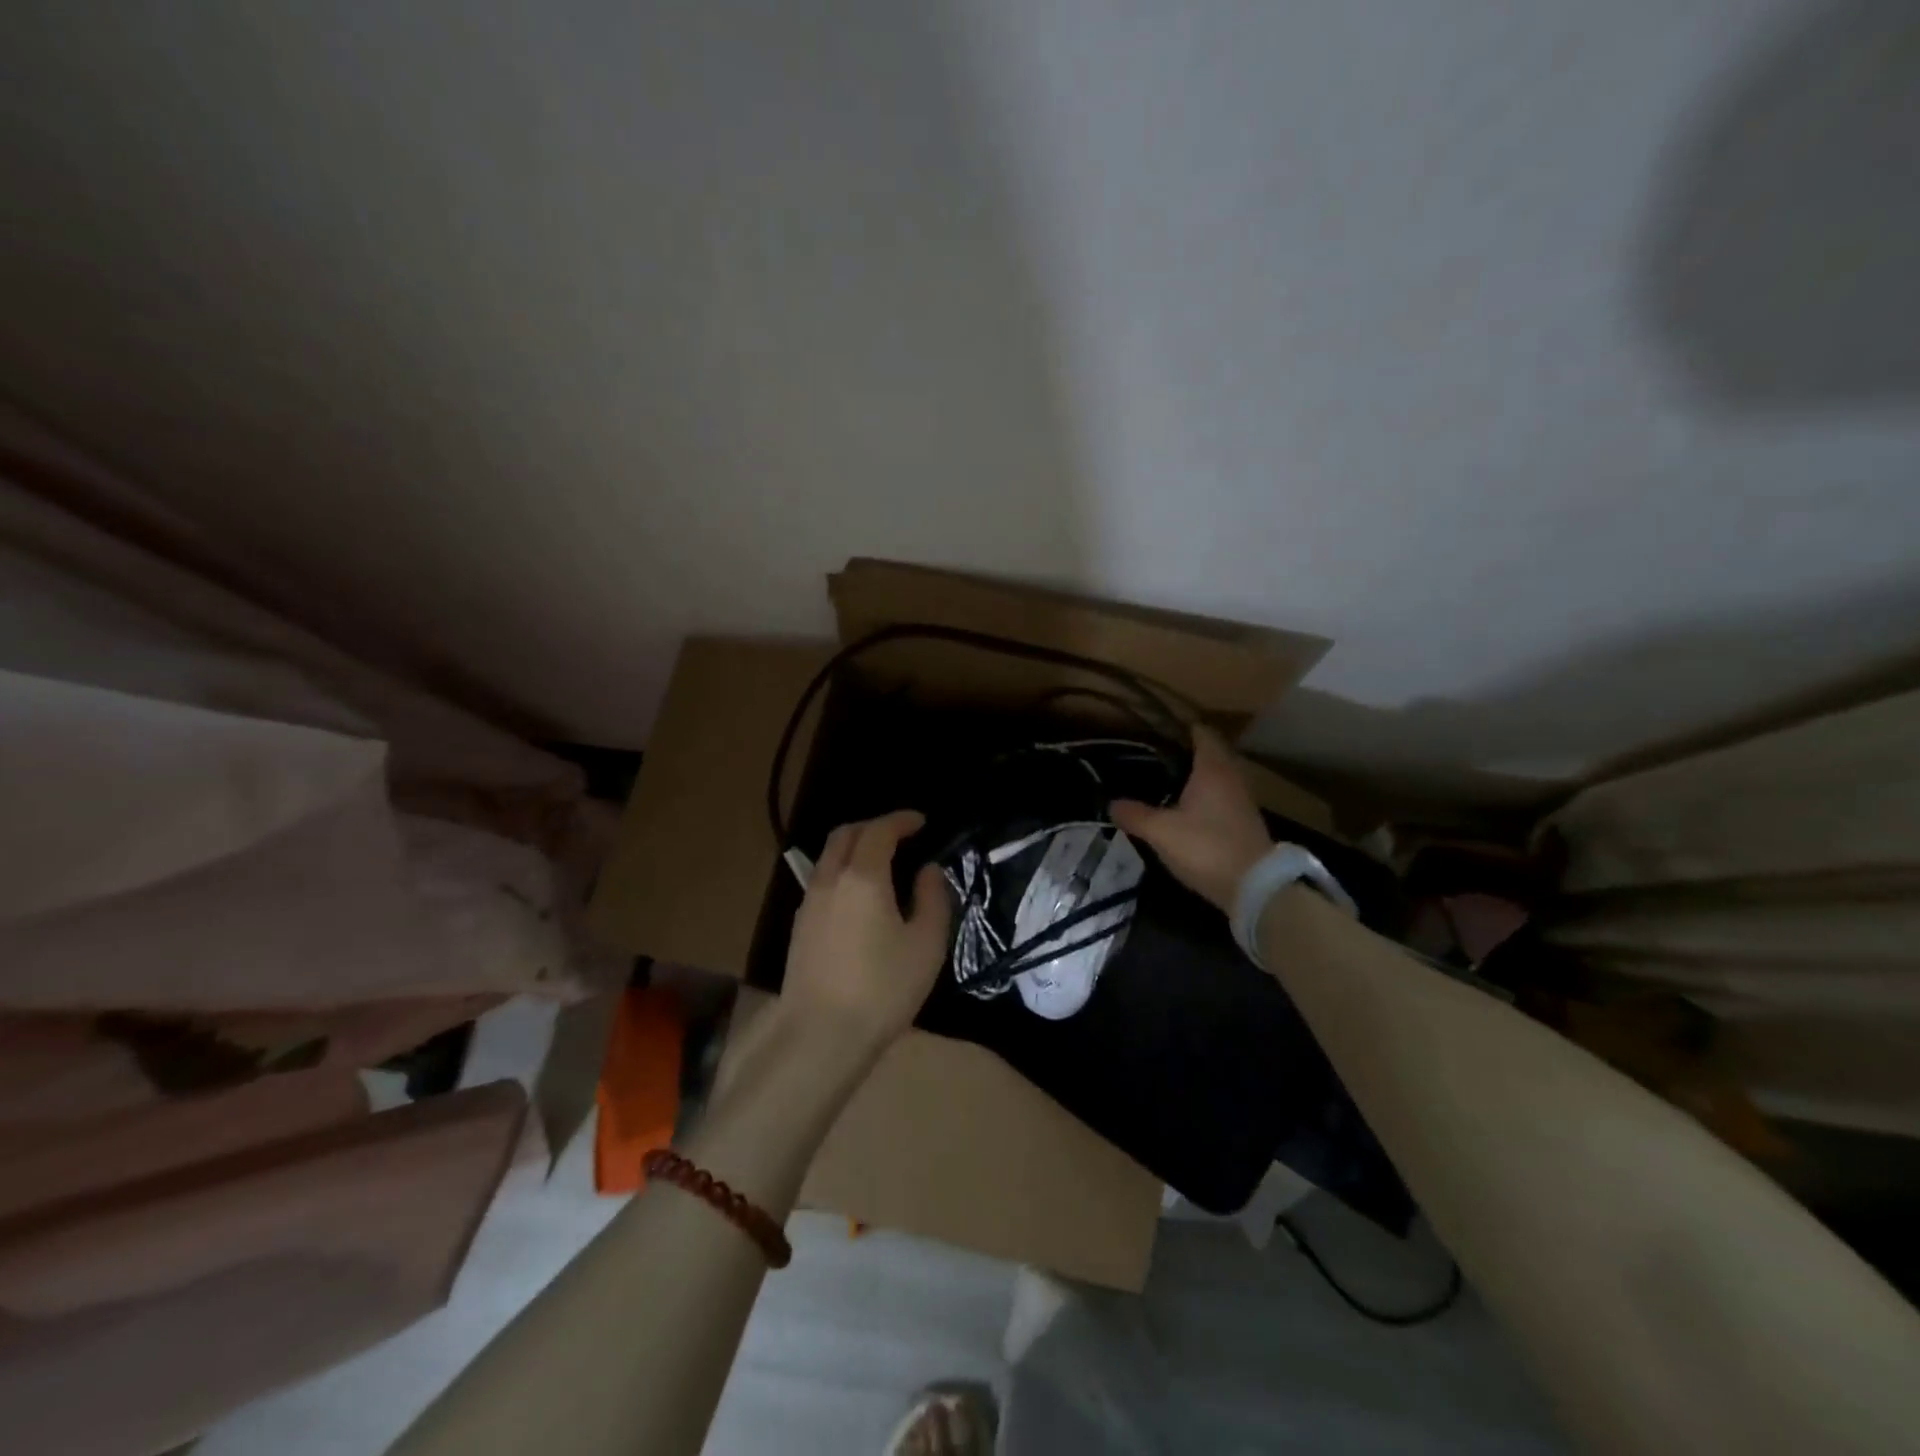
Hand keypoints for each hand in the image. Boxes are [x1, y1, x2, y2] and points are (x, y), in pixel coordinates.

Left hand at [781, 810, 951, 1057]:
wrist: (821, 1034)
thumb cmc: (883, 988)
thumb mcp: (926, 944)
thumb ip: (932, 898)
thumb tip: (928, 870)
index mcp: (862, 877)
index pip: (879, 830)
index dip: (900, 820)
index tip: (921, 822)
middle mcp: (830, 880)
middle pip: (845, 835)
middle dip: (873, 827)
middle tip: (899, 835)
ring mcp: (809, 902)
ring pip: (828, 857)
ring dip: (854, 848)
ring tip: (880, 863)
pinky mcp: (800, 926)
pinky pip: (822, 881)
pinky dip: (842, 871)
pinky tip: (859, 897)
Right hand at [1111, 725, 1273, 912]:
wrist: (1255, 888)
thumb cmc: (1206, 848)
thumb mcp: (1161, 832)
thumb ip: (1134, 814)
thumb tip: (1111, 803)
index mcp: (1212, 769)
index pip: (1200, 733)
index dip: (1178, 727)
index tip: (1154, 730)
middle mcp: (1231, 777)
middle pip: (1208, 753)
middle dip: (1182, 753)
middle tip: (1151, 757)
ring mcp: (1241, 800)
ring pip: (1214, 776)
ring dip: (1193, 776)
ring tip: (1162, 783)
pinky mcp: (1243, 822)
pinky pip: (1219, 797)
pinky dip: (1202, 796)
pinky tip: (1182, 810)